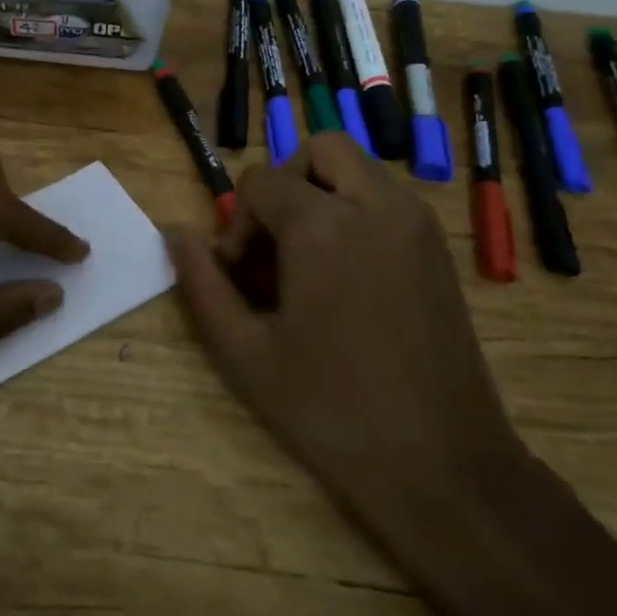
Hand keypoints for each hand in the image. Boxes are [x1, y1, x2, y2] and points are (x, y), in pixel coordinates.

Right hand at [166, 134, 528, 555]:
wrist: (441, 464)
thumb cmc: (331, 409)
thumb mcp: (244, 352)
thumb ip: (202, 284)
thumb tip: (175, 234)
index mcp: (323, 225)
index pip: (260, 181)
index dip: (238, 225)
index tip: (242, 278)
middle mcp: (377, 205)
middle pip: (318, 151)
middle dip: (284, 186)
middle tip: (273, 249)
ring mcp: (417, 224)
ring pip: (358, 169)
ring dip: (321, 196)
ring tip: (307, 265)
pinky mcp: (440, 248)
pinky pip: (387, 199)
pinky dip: (355, 213)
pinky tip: (346, 279)